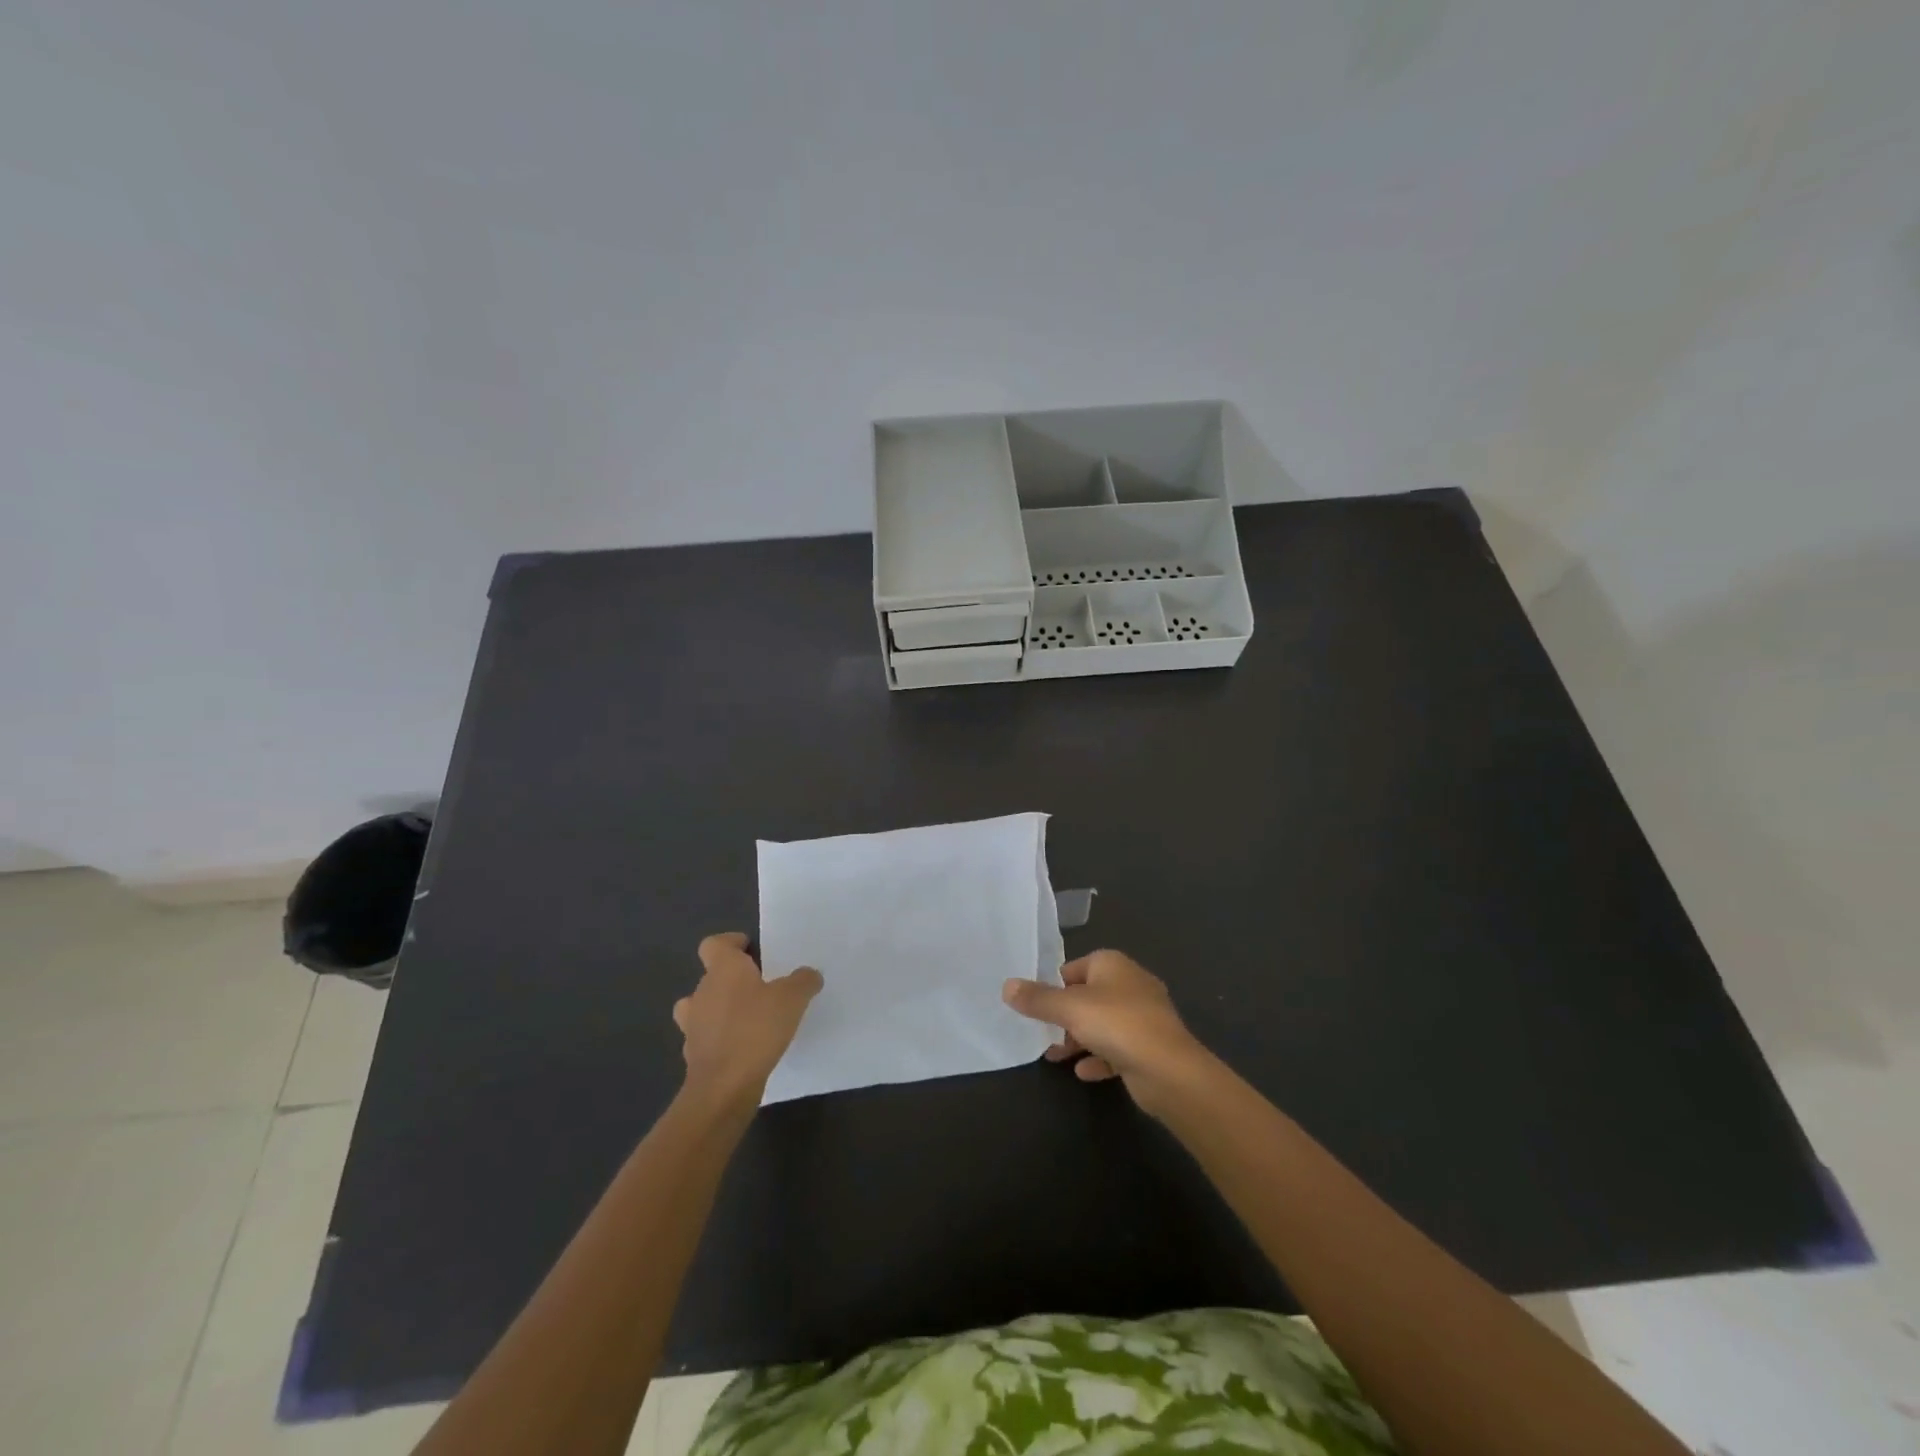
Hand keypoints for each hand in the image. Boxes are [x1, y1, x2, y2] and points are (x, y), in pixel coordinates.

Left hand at [674, 933, 821, 1107]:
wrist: (723, 1087)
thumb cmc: (756, 1029)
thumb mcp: (792, 999)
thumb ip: (803, 981)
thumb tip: (809, 975)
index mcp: (723, 970)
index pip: (714, 944)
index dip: (730, 944)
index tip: (750, 950)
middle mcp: (702, 992)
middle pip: (711, 976)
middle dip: (733, 980)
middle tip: (761, 987)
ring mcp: (693, 1025)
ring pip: (703, 1008)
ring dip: (720, 1010)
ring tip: (749, 1017)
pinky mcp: (695, 1055)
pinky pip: (707, 1038)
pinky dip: (721, 1039)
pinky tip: (745, 1048)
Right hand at [1002, 949, 1210, 1112]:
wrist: (1168, 1070)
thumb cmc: (1117, 1024)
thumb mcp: (1069, 1008)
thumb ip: (1037, 999)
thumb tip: (1006, 985)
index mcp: (1113, 964)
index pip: (1076, 966)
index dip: (1055, 984)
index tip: (1036, 1004)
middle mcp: (1131, 984)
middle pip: (1088, 996)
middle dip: (1064, 1016)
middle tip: (1041, 1032)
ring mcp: (1144, 1017)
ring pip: (1102, 1024)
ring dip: (1079, 1039)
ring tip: (1054, 1056)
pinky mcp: (1150, 1047)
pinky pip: (1118, 1049)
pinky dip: (1100, 1058)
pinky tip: (1083, 1073)